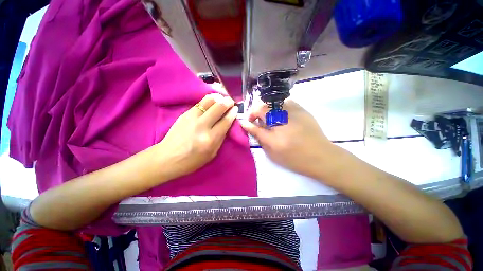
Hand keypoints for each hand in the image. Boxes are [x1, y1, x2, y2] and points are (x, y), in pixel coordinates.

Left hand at [157, 93, 237, 178]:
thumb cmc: (192, 160)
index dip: (233, 113)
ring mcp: (192, 118)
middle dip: (228, 102)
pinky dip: (209, 99)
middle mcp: (202, 126)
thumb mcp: (212, 154)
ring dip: (218, 98)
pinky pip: (200, 103)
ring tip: (222, 99)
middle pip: (219, 107)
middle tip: (231, 101)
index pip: (226, 121)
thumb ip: (221, 138)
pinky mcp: (185, 114)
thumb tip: (227, 124)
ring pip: (209, 101)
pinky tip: (213, 100)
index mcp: (210, 139)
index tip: (236, 109)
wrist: (168, 158)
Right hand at [240, 100, 334, 178]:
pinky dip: (279, 107)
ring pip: (273, 102)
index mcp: (275, 135)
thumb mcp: (272, 152)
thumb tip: (246, 125)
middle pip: (263, 107)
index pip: (255, 123)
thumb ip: (258, 137)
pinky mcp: (302, 109)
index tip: (248, 122)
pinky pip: (285, 102)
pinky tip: (281, 115)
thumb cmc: (294, 158)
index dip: (249, 119)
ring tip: (270, 118)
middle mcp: (283, 120)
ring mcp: (294, 112)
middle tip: (259, 121)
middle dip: (257, 112)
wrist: (321, 156)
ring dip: (267, 109)